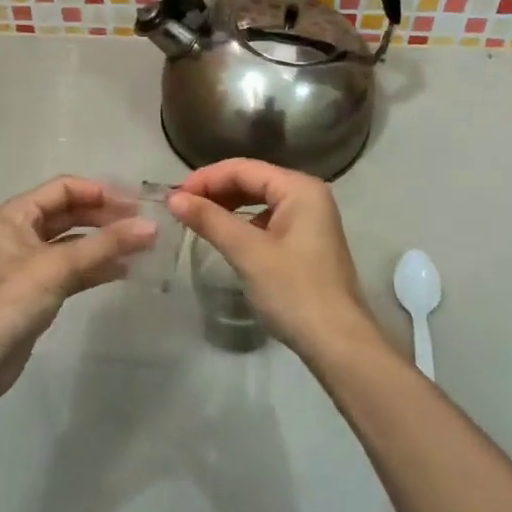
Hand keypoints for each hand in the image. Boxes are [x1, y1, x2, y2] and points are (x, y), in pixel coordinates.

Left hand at [0, 176, 156, 401]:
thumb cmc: (12, 299)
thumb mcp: (60, 266)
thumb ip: (106, 244)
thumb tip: (152, 227)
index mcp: (16, 214)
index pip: (64, 189)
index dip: (100, 192)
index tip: (136, 205)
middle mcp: (21, 231)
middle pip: (70, 213)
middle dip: (106, 217)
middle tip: (143, 226)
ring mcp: (30, 261)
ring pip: (74, 242)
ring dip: (105, 243)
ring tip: (142, 247)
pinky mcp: (39, 288)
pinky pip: (73, 268)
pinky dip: (97, 267)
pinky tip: (125, 271)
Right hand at [167, 158, 379, 363]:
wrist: (337, 342)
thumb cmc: (294, 291)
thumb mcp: (248, 253)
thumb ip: (210, 220)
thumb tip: (173, 198)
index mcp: (299, 188)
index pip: (244, 168)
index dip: (206, 178)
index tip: (173, 196)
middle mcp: (308, 195)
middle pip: (253, 180)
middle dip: (215, 190)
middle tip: (180, 208)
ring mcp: (310, 219)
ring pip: (259, 200)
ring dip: (227, 206)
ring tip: (196, 219)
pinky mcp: (305, 242)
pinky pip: (267, 220)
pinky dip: (242, 223)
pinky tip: (224, 236)